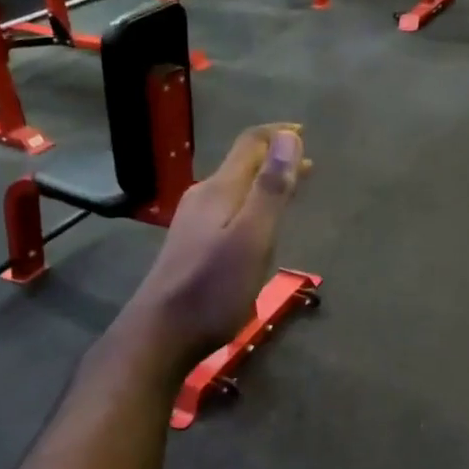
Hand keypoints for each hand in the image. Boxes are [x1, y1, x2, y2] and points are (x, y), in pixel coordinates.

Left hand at [123, 124, 307, 367]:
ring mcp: (193, 223)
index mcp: (219, 190)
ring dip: (263, 183)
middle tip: (307, 166)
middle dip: (274, 159)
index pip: (250, 144)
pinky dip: (251, 205)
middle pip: (242, 165)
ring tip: (289, 191)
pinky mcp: (191, 246)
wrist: (161, 333)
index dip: (278, 134)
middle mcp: (203, 198)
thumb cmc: (213, 288)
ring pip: (235, 189)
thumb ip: (270, 188)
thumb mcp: (252, 238)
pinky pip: (228, 210)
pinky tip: (257, 225)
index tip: (305, 134)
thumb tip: (288, 137)